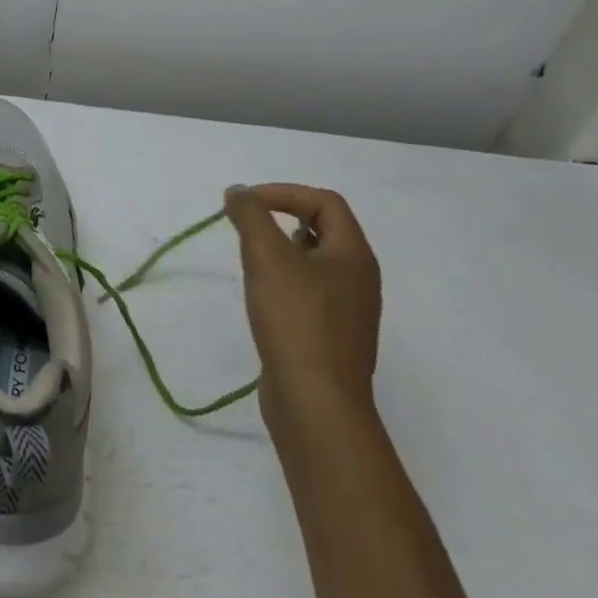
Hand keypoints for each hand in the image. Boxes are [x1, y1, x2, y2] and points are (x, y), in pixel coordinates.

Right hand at [224, 184, 381, 436]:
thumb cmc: (296, 320)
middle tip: (247, 229)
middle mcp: (359, 280)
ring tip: (250, 262)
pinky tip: (261, 299)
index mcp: (354, 255)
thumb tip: (239, 192)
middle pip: (323, 230)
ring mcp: (348, 312)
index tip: (247, 203)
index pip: (325, 202)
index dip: (285, 193)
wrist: (316, 405)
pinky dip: (283, 284)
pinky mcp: (331, 339)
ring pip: (314, 264)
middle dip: (281, 220)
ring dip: (281, 253)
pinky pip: (308, 294)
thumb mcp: (267, 256)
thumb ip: (250, 215)